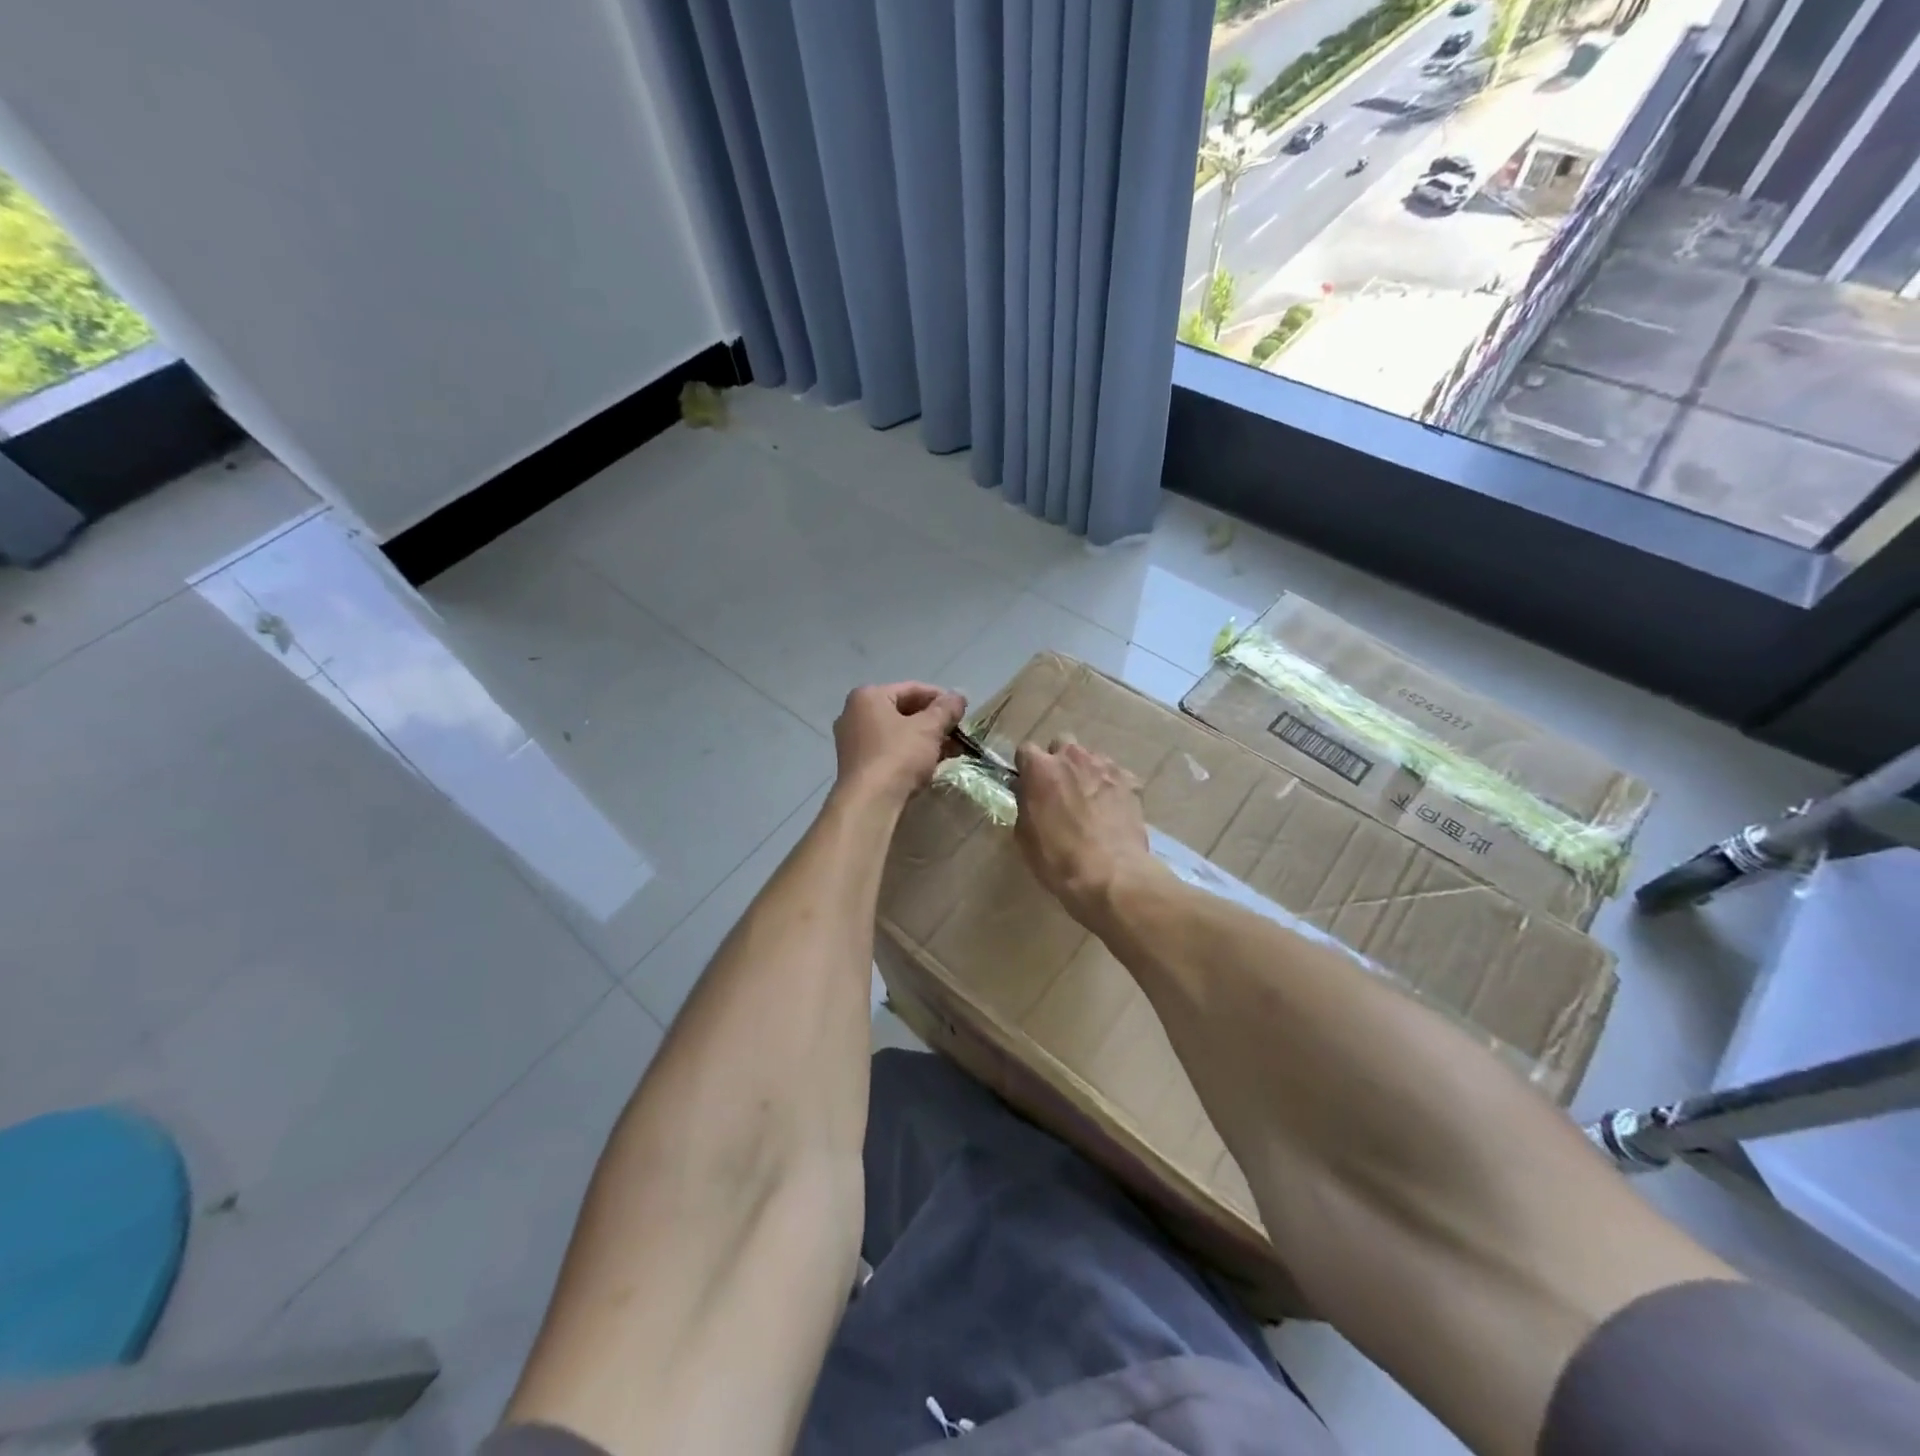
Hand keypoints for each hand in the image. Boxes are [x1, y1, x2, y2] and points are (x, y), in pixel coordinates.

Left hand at [832, 682, 967, 807]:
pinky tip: (931, 764)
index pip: (912, 689)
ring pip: (897, 733)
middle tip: (958, 732)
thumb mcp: (929, 728)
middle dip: (934, 722)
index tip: (962, 710)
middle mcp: (854, 714)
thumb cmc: (898, 755)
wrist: (870, 802)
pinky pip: (889, 750)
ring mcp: (852, 741)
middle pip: (903, 711)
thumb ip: (946, 709)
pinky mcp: (857, 765)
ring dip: (925, 739)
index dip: (941, 698)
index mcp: (868, 696)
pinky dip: (910, 753)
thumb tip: (959, 696)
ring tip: (952, 750)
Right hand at [1013, 739, 1154, 926]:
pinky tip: (1111, 809)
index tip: (1028, 783)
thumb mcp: (1024, 835)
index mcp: (1040, 769)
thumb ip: (1025, 803)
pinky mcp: (1130, 781)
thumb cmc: (1057, 858)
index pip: (1025, 750)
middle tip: (1059, 787)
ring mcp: (1105, 767)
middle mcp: (1073, 758)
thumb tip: (1028, 792)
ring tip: (1088, 799)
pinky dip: (1110, 786)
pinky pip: (1115, 775)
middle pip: (1061, 743)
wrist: (1111, 874)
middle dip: (1058, 760)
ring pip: (1091, 757)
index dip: (1026, 766)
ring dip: (1085, 771)